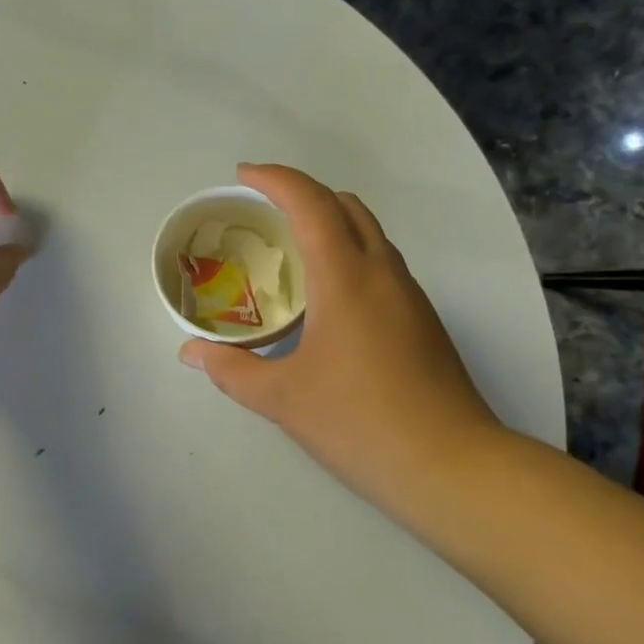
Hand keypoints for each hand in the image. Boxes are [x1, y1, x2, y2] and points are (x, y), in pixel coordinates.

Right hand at [179, 164, 509, 512]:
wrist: (453, 468)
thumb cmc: (360, 423)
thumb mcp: (282, 399)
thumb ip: (231, 370)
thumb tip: (190, 352)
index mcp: (346, 277)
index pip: (311, 203)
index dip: (275, 179)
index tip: (243, 176)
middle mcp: (383, 272)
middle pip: (345, 206)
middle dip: (302, 193)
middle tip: (262, 208)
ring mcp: (409, 295)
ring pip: (369, 232)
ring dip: (329, 221)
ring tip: (289, 247)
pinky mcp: (423, 320)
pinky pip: (380, 262)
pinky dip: (348, 251)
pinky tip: (326, 294)